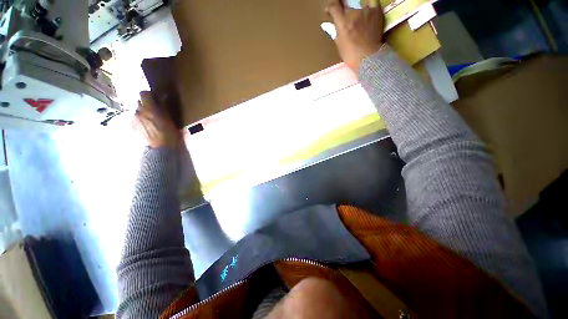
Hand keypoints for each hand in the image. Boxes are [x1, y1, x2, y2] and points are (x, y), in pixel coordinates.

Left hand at [132, 91, 179, 148]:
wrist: (160, 149)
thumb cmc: (168, 134)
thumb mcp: (170, 119)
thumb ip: (163, 107)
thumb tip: (162, 97)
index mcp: (148, 108)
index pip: (144, 93)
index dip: (149, 95)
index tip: (155, 99)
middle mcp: (137, 111)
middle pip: (138, 102)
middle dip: (145, 104)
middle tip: (153, 111)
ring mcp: (133, 119)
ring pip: (136, 111)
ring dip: (142, 113)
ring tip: (150, 121)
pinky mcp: (131, 127)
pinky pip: (134, 119)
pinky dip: (139, 120)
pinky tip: (146, 127)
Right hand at [325, 0, 384, 70]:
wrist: (368, 58)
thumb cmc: (351, 56)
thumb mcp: (339, 45)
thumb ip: (335, 32)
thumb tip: (328, 24)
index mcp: (343, 23)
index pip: (334, 6)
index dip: (330, 7)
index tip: (329, 10)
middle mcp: (354, 13)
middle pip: (346, 3)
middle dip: (342, 8)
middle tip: (344, 17)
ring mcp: (366, 11)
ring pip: (358, 3)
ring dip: (355, 9)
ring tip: (356, 17)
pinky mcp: (376, 11)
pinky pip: (372, 1)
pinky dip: (368, 4)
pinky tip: (366, 10)